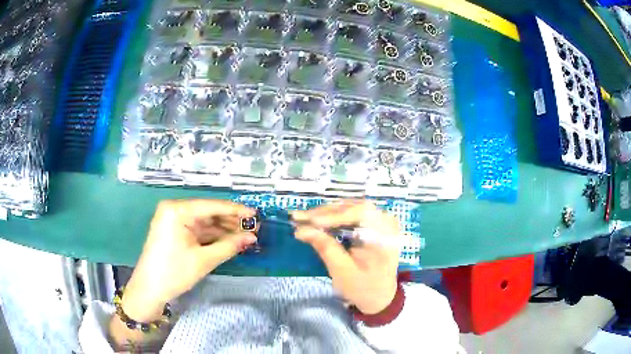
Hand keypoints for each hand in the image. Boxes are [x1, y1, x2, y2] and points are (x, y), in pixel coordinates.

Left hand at [122, 199, 256, 321]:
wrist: (149, 289)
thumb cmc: (174, 272)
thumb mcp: (204, 260)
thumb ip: (229, 246)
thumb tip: (252, 237)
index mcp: (177, 210)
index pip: (212, 206)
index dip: (236, 210)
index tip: (256, 214)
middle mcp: (174, 210)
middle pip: (208, 213)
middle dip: (231, 222)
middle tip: (254, 228)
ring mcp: (173, 220)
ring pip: (204, 222)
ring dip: (224, 230)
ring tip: (246, 236)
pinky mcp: (174, 231)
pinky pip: (197, 230)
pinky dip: (212, 237)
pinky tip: (229, 241)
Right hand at [292, 200, 400, 314]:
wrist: (379, 297)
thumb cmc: (362, 288)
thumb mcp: (342, 272)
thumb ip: (325, 248)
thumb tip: (302, 230)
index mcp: (385, 236)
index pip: (360, 213)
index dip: (333, 215)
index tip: (309, 221)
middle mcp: (386, 223)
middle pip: (354, 207)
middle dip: (325, 213)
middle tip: (299, 217)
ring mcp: (382, 222)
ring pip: (351, 208)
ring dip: (327, 213)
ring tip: (305, 218)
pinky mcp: (374, 224)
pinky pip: (353, 214)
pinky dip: (335, 217)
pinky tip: (319, 220)